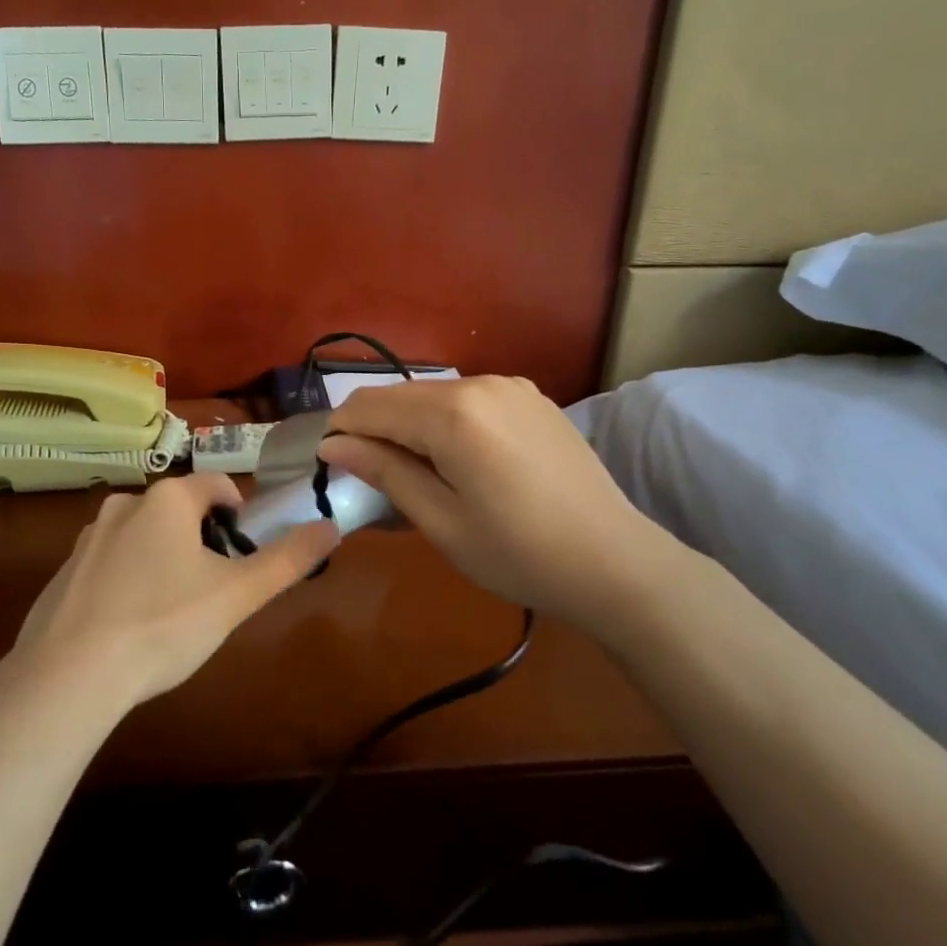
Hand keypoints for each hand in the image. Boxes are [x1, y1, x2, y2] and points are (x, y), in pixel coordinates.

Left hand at [13, 473, 339, 708]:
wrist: (68, 675)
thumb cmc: (164, 624)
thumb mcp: (236, 595)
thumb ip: (287, 559)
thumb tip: (332, 526)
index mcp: (167, 500)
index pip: (217, 486)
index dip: (240, 515)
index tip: (244, 555)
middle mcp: (125, 505)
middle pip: (179, 510)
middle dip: (201, 541)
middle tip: (212, 590)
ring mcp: (88, 538)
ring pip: (143, 536)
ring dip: (164, 559)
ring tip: (172, 612)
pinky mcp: (63, 572)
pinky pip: (110, 564)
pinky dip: (127, 581)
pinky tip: (130, 626)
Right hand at [320, 376, 676, 622]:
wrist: (616, 562)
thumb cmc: (519, 553)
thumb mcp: (441, 521)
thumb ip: (385, 472)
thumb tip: (333, 445)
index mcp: (452, 413)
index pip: (369, 407)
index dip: (340, 433)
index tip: (331, 467)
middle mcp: (479, 383)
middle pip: (400, 395)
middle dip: (373, 429)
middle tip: (370, 479)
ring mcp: (511, 386)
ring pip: (432, 395)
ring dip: (409, 426)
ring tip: (416, 476)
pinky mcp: (531, 398)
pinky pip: (468, 400)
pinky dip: (446, 423)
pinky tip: (459, 462)